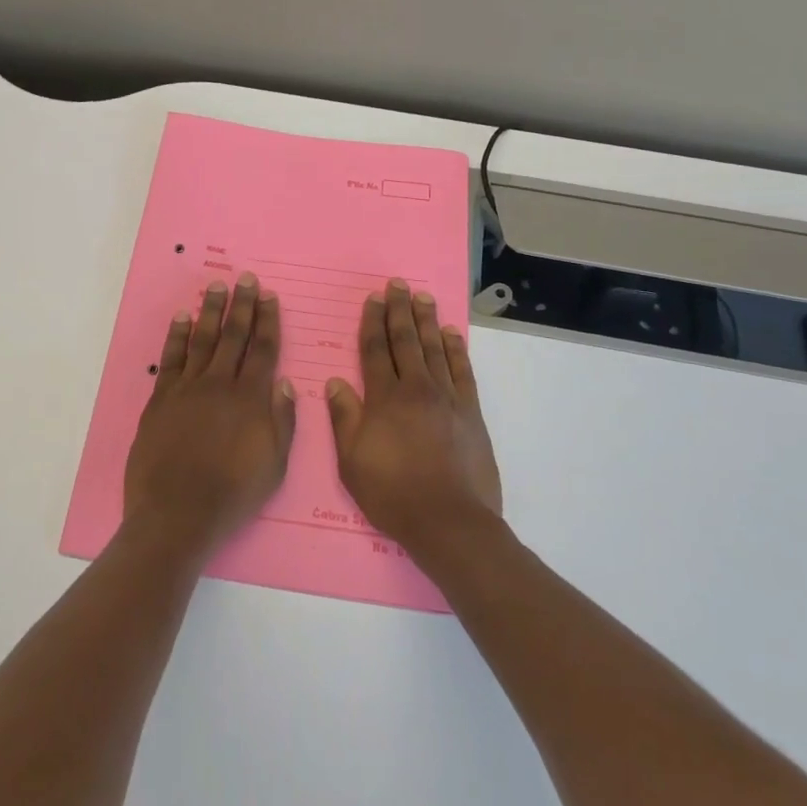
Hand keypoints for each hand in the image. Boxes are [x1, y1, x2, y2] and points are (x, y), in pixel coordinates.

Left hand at [123, 274, 296, 554]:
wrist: (177, 515)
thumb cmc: (232, 495)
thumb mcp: (274, 465)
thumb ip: (282, 421)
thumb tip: (283, 381)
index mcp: (251, 399)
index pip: (262, 349)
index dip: (267, 320)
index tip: (269, 296)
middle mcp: (220, 385)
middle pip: (233, 336)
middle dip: (242, 305)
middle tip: (246, 278)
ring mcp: (187, 389)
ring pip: (202, 340)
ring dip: (211, 311)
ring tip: (217, 286)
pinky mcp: (161, 400)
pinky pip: (170, 359)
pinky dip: (176, 336)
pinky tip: (181, 317)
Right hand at [326, 279, 502, 555]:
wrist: (449, 521)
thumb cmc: (392, 493)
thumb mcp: (351, 461)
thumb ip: (344, 418)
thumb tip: (336, 381)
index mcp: (384, 398)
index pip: (375, 350)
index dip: (372, 322)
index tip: (372, 299)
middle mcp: (416, 389)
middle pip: (405, 341)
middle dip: (399, 311)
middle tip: (397, 284)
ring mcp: (447, 398)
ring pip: (434, 349)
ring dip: (426, 321)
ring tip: (422, 297)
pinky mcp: (470, 412)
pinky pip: (462, 371)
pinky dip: (456, 350)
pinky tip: (451, 334)